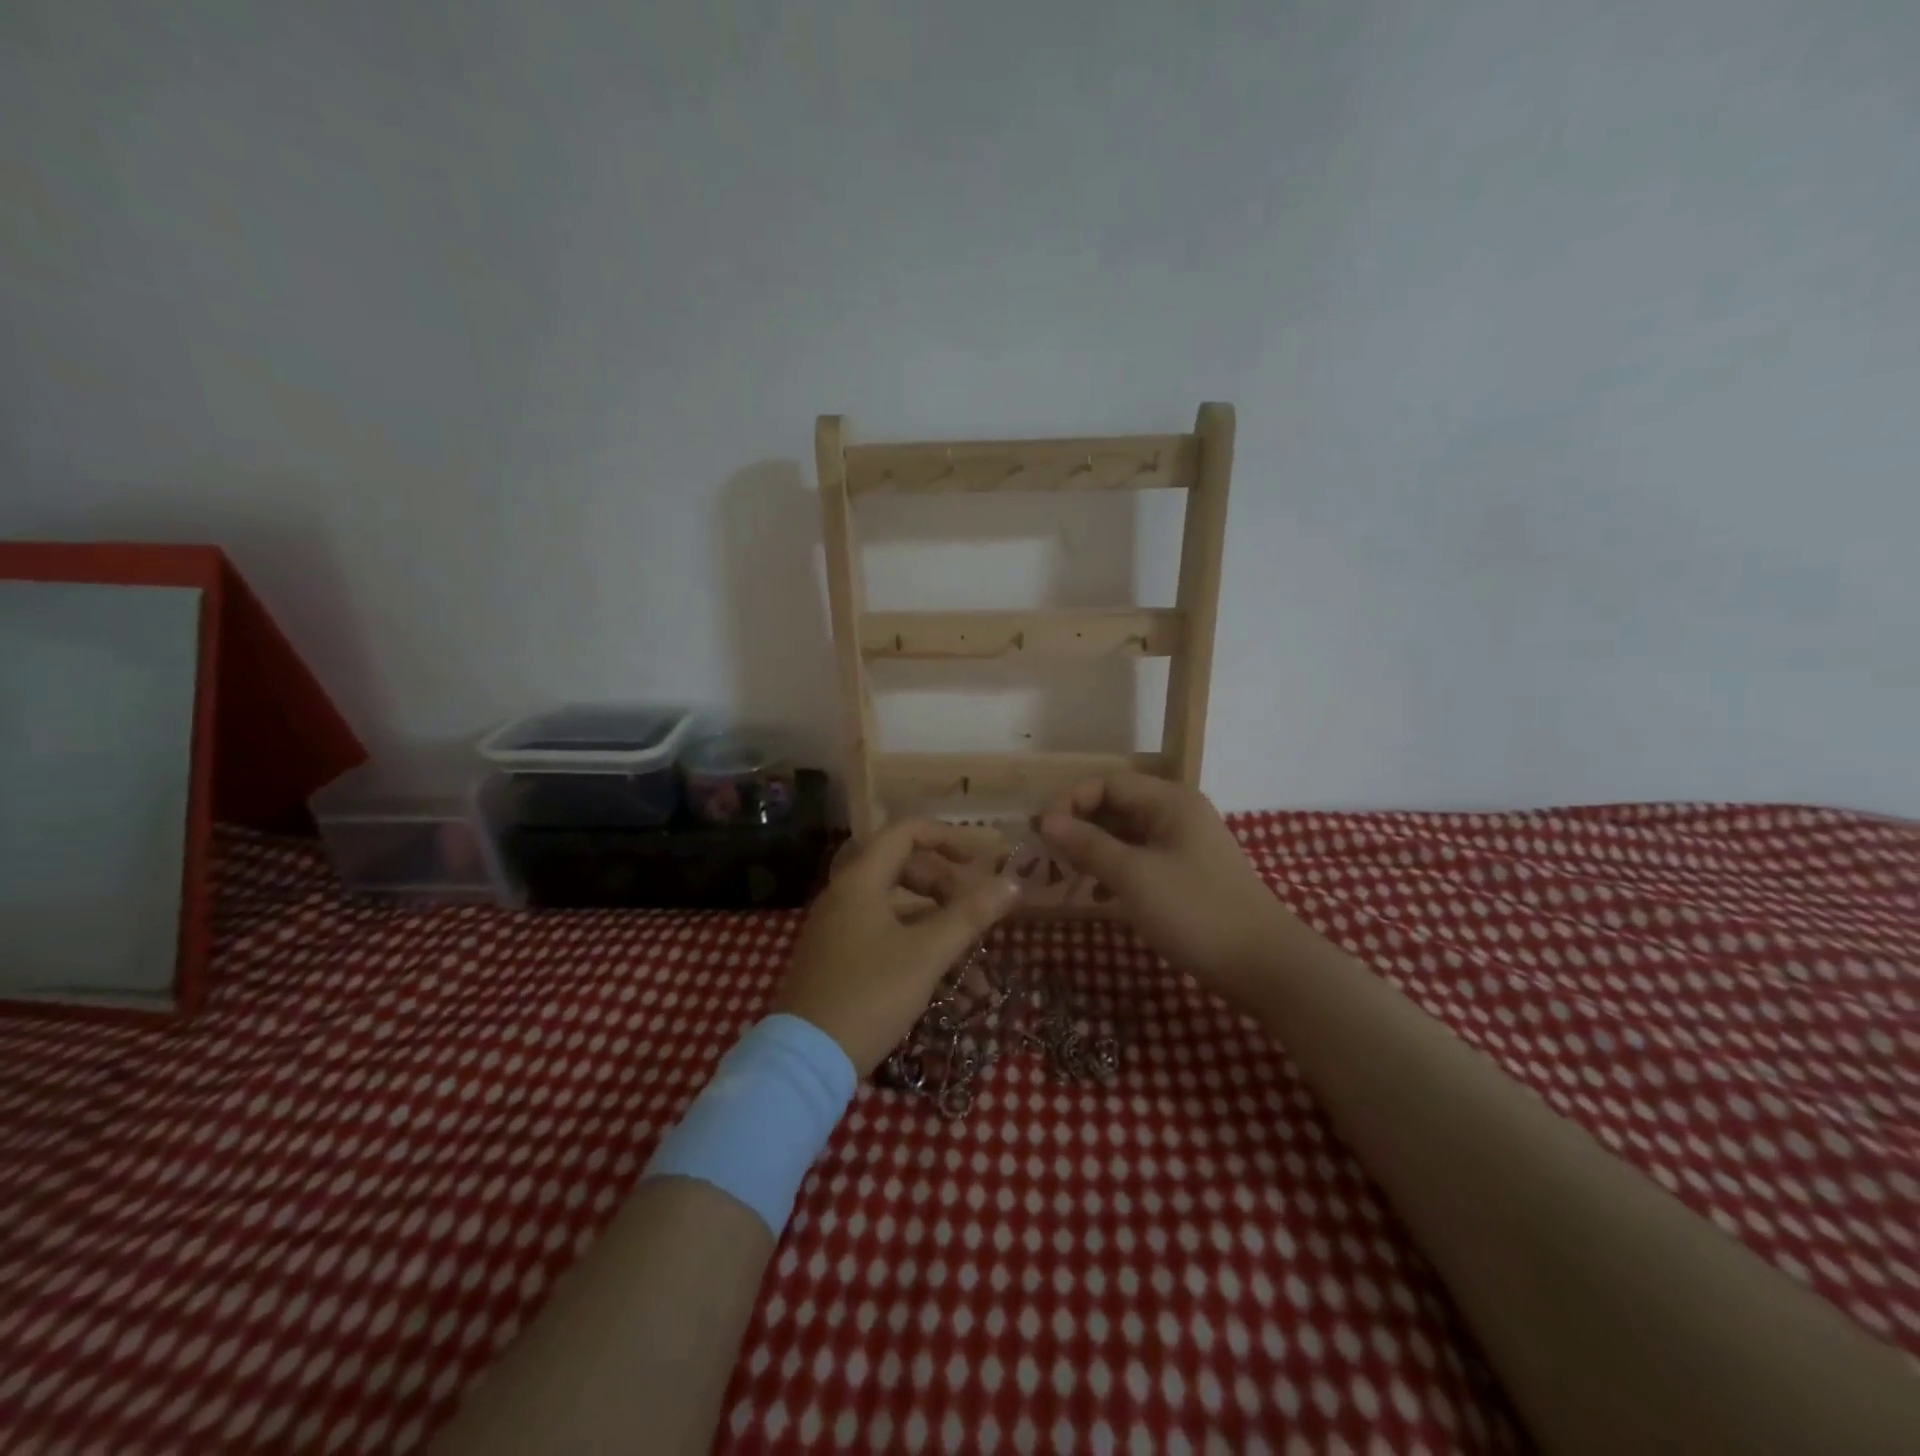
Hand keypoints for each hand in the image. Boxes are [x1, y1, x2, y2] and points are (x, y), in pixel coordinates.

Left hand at [770, 819, 1019, 1074]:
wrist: (806, 1060)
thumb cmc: (869, 995)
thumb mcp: (927, 954)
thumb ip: (970, 915)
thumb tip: (1012, 883)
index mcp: (860, 880)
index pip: (905, 832)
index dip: (946, 837)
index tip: (980, 860)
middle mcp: (845, 895)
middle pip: (903, 867)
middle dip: (945, 886)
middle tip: (972, 910)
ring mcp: (839, 928)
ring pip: (898, 908)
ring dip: (938, 926)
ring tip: (973, 961)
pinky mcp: (839, 958)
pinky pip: (885, 936)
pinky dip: (917, 948)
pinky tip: (950, 987)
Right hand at [1037, 772, 1287, 1004]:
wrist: (1263, 965)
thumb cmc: (1194, 911)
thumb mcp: (1134, 876)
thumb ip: (1087, 844)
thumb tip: (1045, 820)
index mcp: (1170, 801)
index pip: (1108, 783)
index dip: (1070, 802)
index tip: (1041, 831)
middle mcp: (1178, 814)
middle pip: (1117, 806)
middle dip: (1080, 826)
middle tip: (1047, 855)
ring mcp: (1184, 845)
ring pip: (1127, 835)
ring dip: (1094, 850)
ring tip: (1067, 874)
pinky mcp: (1186, 875)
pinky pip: (1140, 859)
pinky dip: (1116, 870)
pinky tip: (1099, 895)